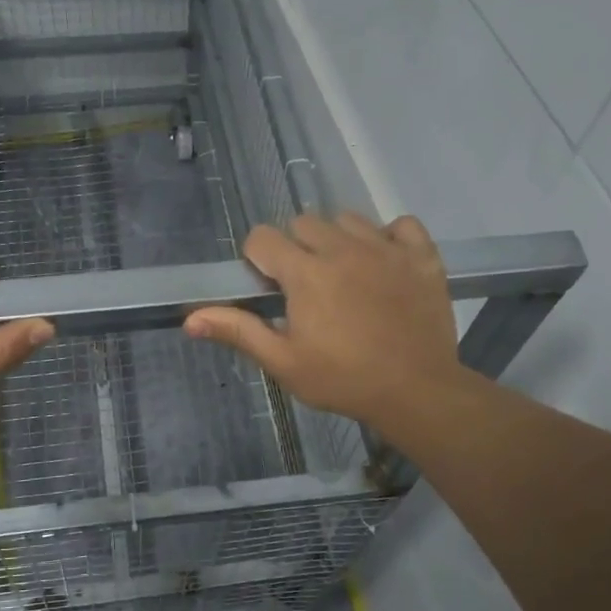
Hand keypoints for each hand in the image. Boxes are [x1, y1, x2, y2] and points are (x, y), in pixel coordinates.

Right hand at [183, 212, 462, 433]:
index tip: (269, 286)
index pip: (263, 237)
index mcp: (305, 273)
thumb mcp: (283, 362)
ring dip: (338, 240)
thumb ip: (238, 331)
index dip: (258, 259)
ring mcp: (386, 248)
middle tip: (306, 287)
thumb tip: (189, 319)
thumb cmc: (342, 379)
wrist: (416, 391)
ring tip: (345, 275)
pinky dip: (390, 237)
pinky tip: (385, 263)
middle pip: (304, 223)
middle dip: (296, 248)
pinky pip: (401, 224)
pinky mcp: (421, 256)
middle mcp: (343, 249)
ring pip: (348, 219)